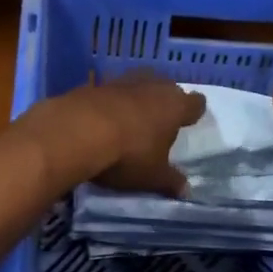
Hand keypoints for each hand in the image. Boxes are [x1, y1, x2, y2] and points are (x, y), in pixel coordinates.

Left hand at [25, 72, 206, 194]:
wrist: (76, 132)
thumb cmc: (128, 155)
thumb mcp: (152, 176)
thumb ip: (171, 181)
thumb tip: (186, 190)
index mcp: (175, 106)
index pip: (195, 103)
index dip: (193, 113)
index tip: (188, 122)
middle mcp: (152, 86)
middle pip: (167, 87)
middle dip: (164, 101)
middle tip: (159, 121)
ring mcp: (122, 81)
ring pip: (138, 84)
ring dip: (136, 98)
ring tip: (130, 118)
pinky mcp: (93, 84)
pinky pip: (109, 91)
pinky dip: (108, 102)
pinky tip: (100, 118)